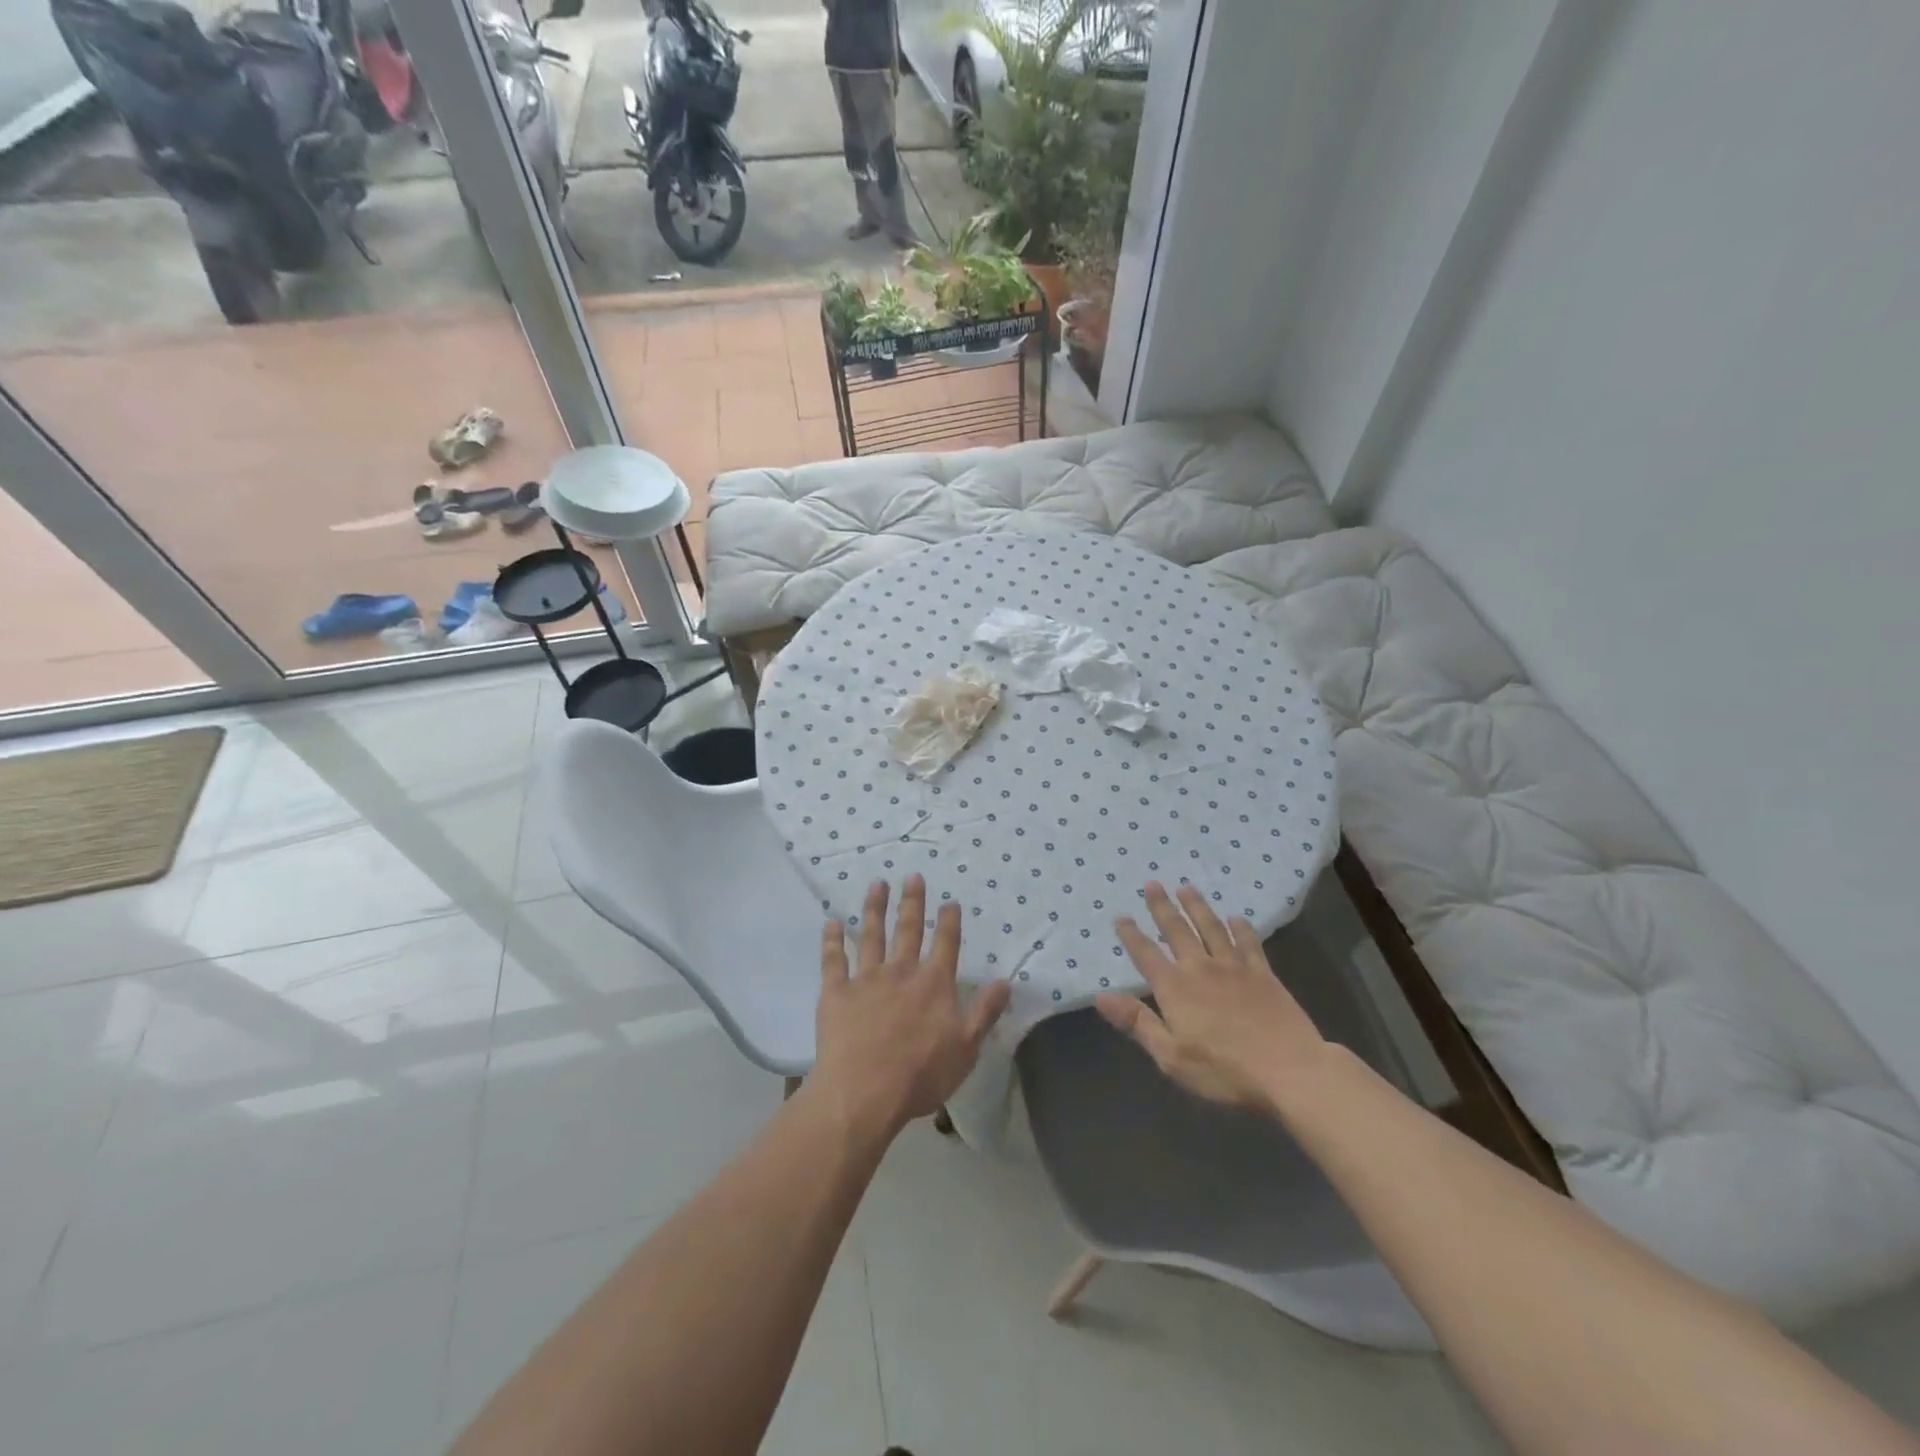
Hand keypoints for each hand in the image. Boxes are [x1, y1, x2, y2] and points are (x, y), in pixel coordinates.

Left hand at [813, 876, 1011, 1136]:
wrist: (864, 1093)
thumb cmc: (920, 1075)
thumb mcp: (966, 1048)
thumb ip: (985, 1011)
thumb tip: (1005, 981)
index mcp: (933, 984)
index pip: (945, 943)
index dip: (949, 921)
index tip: (950, 900)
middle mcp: (901, 971)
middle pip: (908, 930)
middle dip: (912, 901)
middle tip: (912, 876)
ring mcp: (866, 979)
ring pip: (871, 935)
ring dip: (875, 908)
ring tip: (877, 884)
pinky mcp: (836, 993)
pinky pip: (833, 960)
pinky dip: (832, 940)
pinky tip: (831, 923)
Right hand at [1096, 882, 1329, 1114]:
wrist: (1290, 1070)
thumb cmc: (1224, 1071)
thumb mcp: (1171, 1057)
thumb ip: (1137, 1022)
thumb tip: (1100, 996)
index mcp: (1175, 988)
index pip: (1146, 954)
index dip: (1131, 935)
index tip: (1121, 916)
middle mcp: (1201, 968)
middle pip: (1177, 930)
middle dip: (1162, 906)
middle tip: (1153, 883)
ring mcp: (1234, 967)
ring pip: (1211, 927)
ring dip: (1197, 906)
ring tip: (1186, 888)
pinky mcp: (1263, 974)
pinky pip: (1248, 942)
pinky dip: (1240, 927)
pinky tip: (1236, 917)